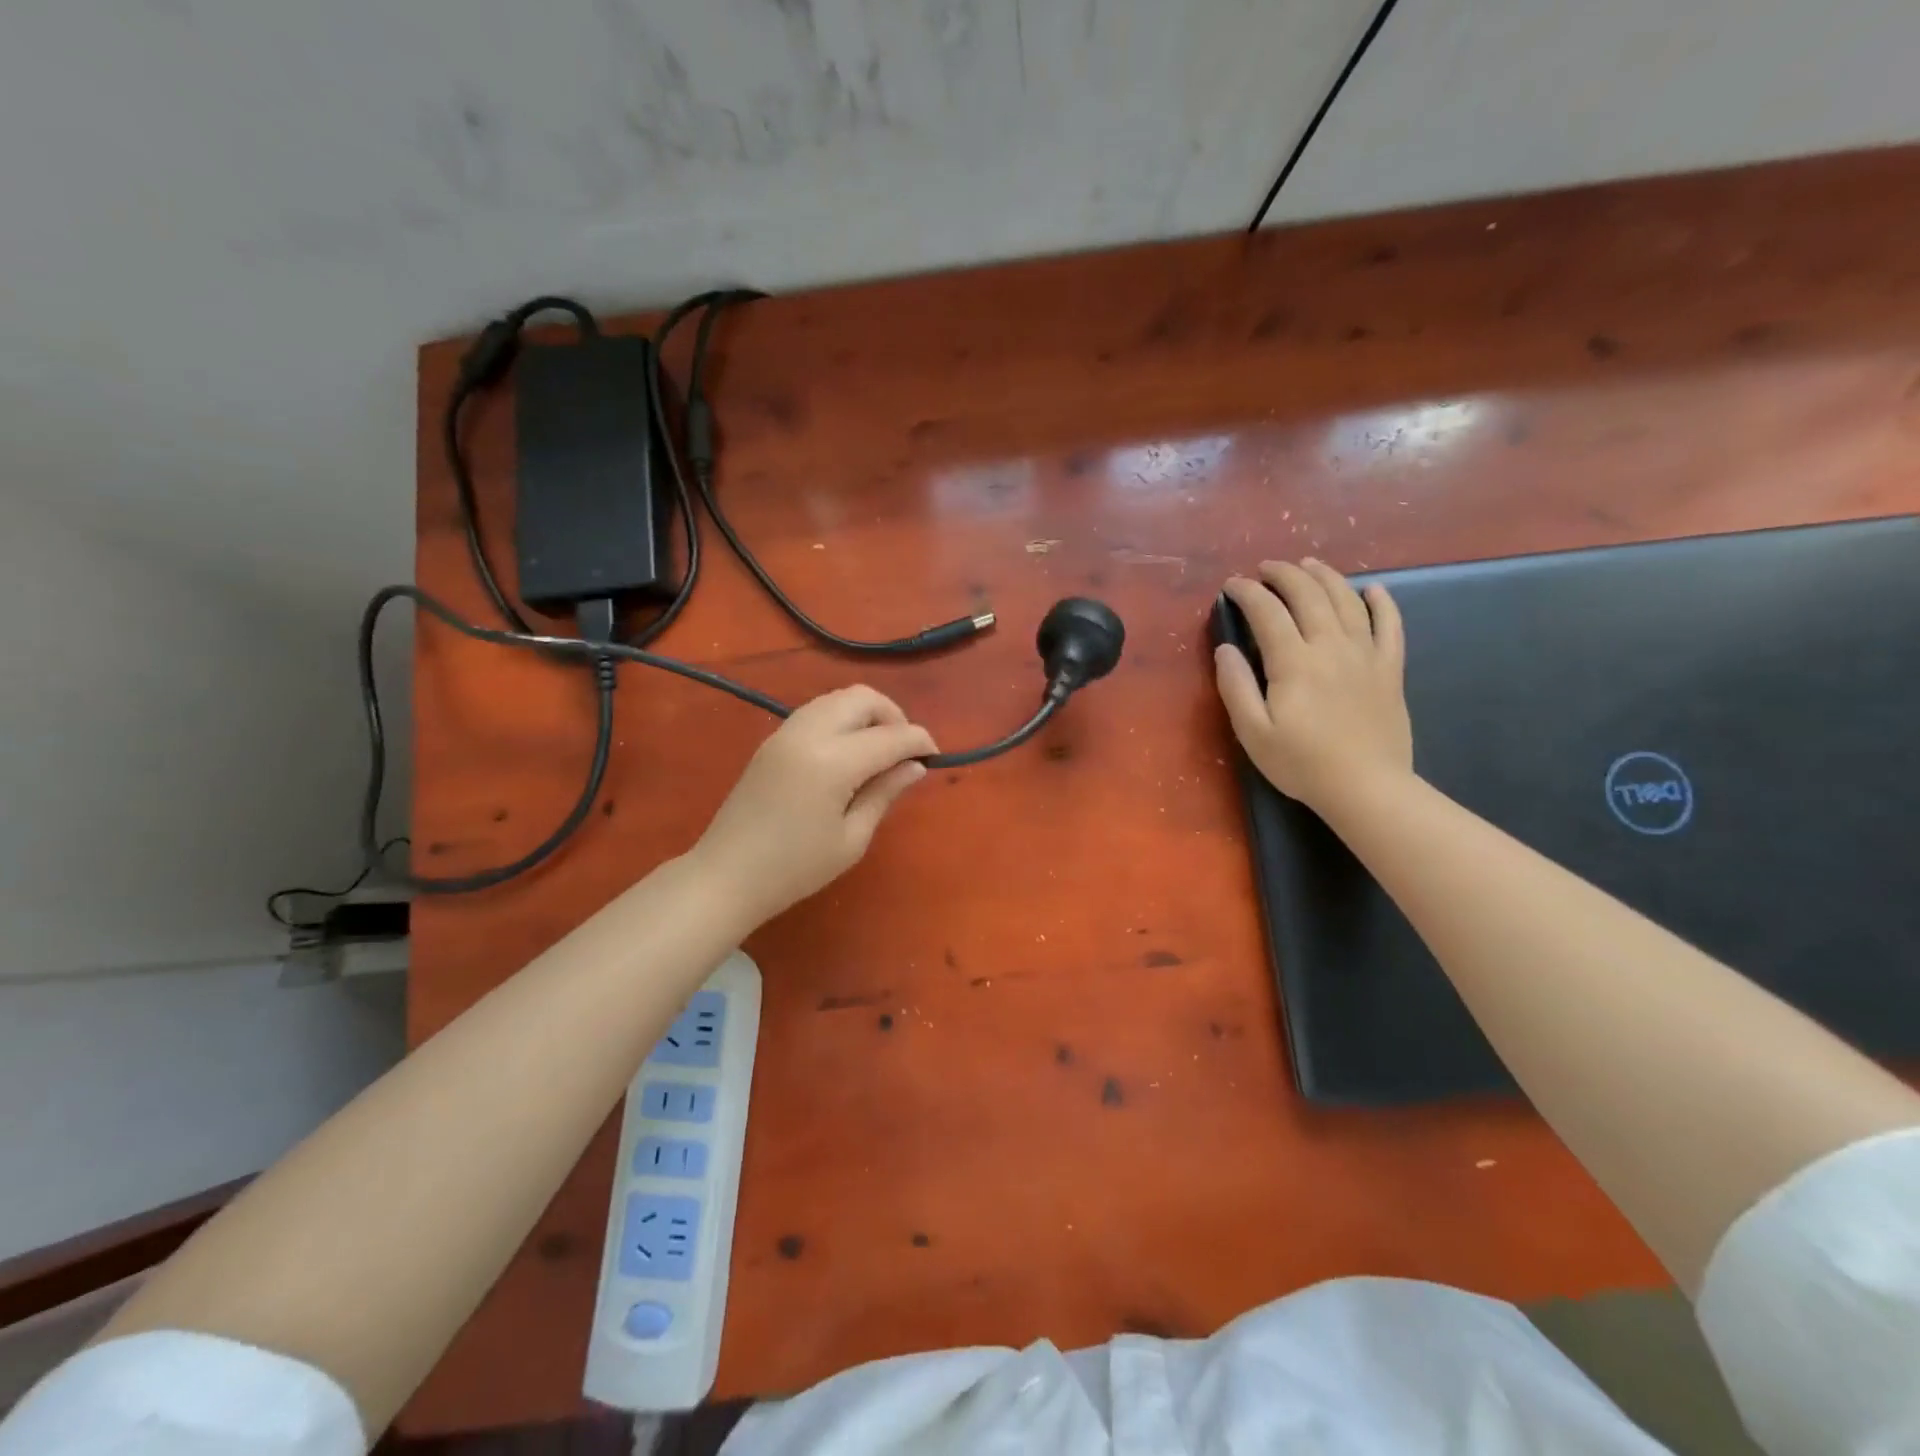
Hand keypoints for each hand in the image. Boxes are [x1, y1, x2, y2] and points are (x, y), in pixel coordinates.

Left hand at [692, 686, 936, 925]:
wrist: (726, 875)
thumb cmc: (795, 868)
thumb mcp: (852, 839)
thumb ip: (884, 793)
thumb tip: (914, 766)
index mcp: (832, 761)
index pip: (890, 736)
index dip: (919, 742)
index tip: (934, 757)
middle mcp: (809, 733)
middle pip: (863, 698)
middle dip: (894, 716)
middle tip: (905, 751)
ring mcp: (786, 732)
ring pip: (838, 698)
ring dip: (867, 714)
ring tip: (879, 750)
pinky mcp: (773, 739)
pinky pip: (818, 711)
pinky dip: (842, 719)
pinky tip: (849, 752)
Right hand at [1215, 559, 1412, 813]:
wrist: (1367, 787)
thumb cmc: (1301, 763)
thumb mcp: (1252, 732)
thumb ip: (1236, 686)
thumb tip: (1225, 649)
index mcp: (1293, 662)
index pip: (1267, 612)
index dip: (1248, 592)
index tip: (1232, 585)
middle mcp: (1331, 646)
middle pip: (1308, 594)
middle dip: (1284, 574)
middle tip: (1266, 568)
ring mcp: (1365, 655)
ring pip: (1347, 600)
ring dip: (1325, 576)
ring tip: (1308, 565)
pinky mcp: (1389, 669)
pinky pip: (1390, 626)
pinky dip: (1382, 603)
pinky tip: (1373, 590)